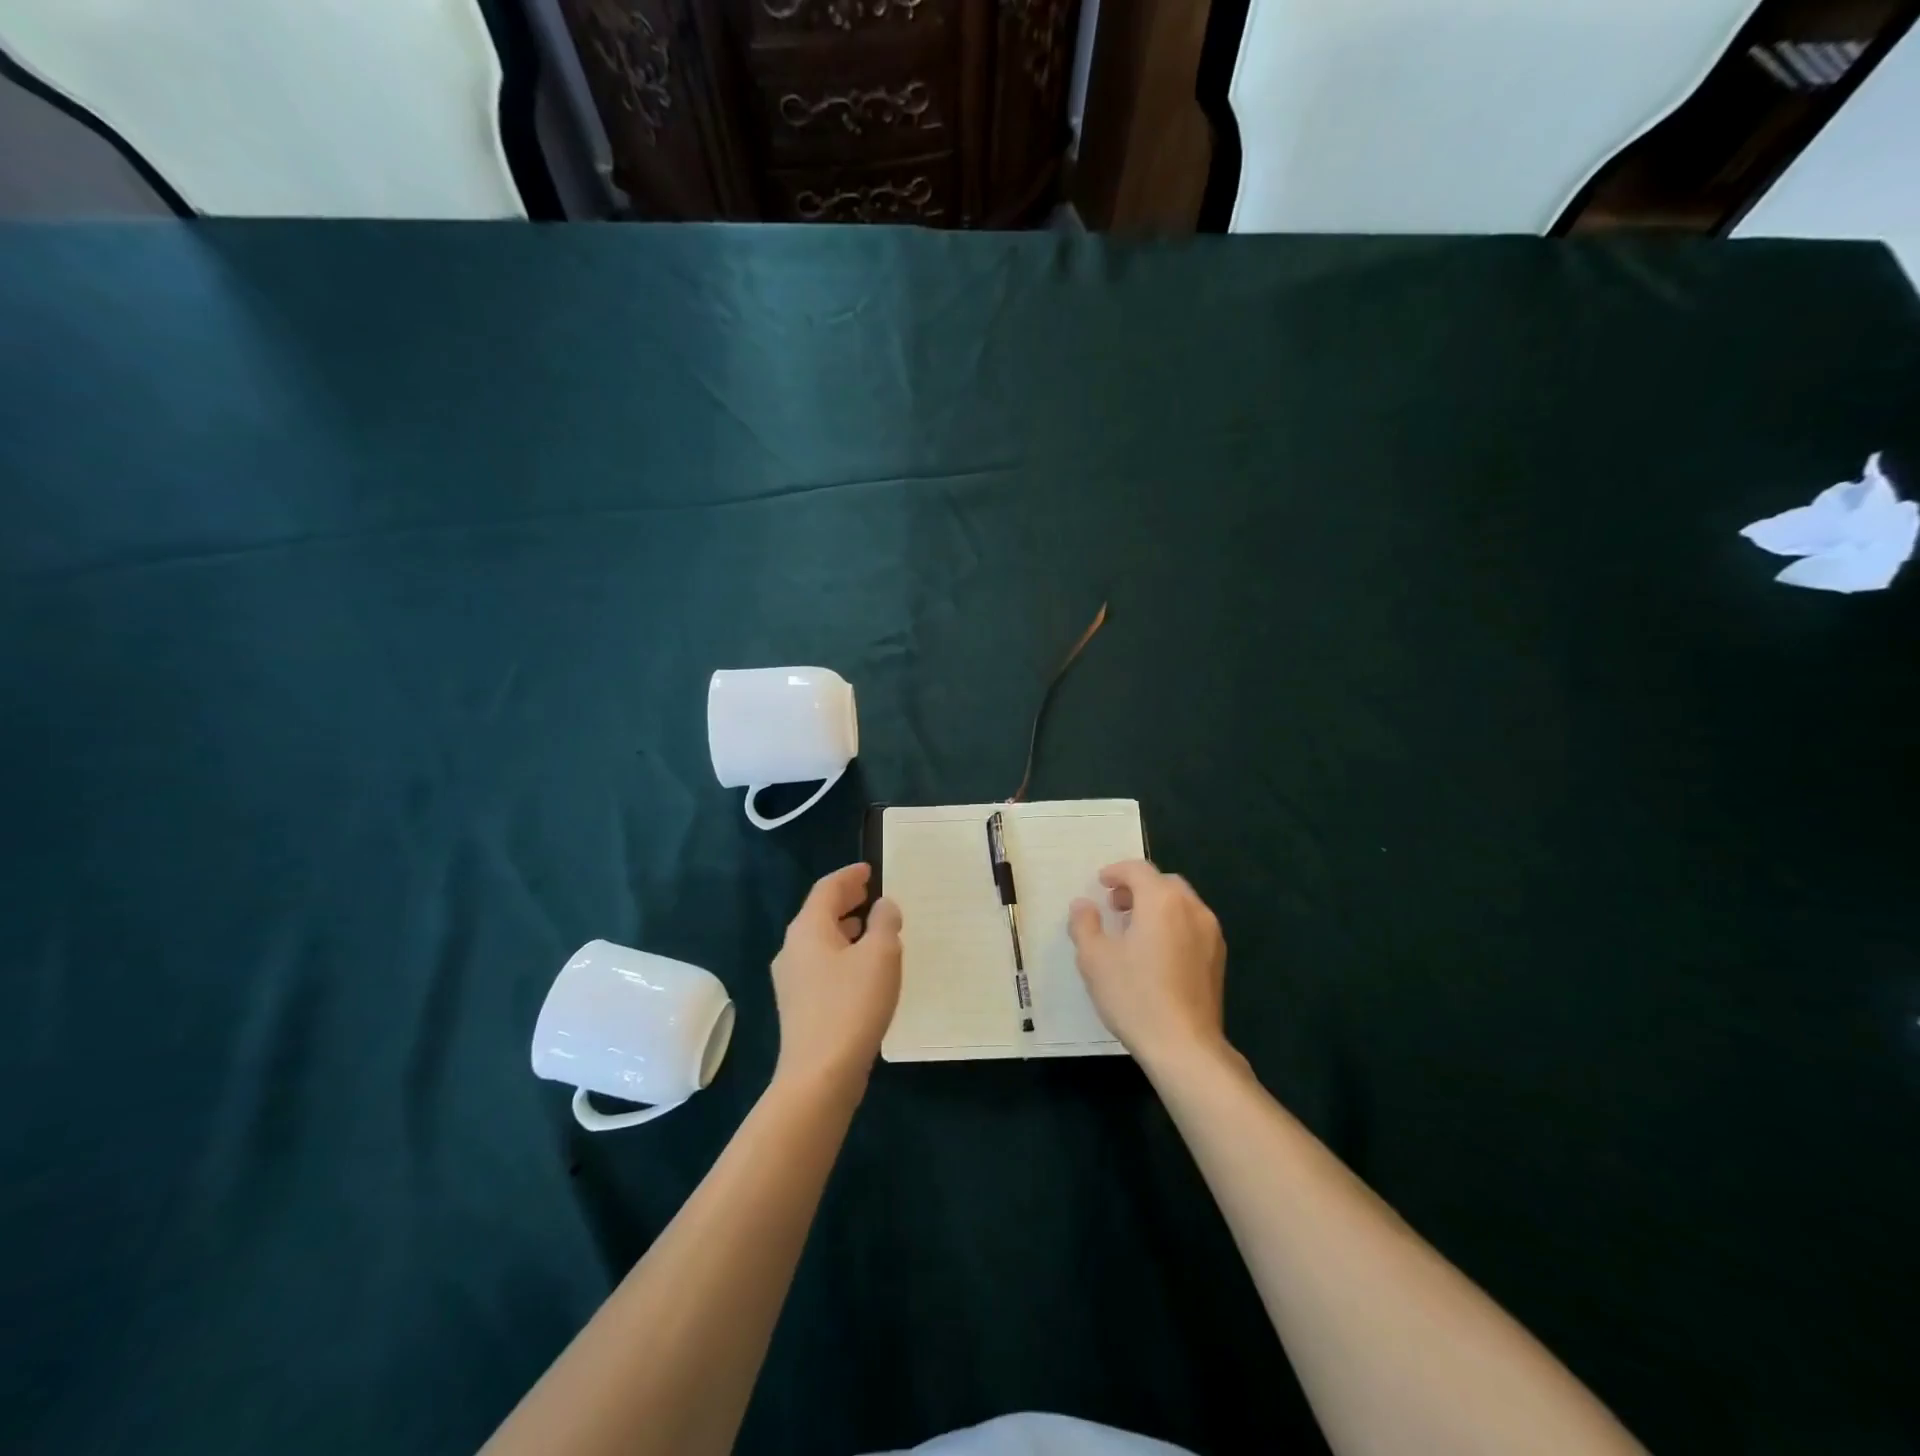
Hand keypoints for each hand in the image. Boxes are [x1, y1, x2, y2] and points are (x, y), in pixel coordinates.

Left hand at [770, 863, 902, 1092]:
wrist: (820, 1074)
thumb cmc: (851, 1005)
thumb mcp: (880, 955)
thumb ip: (884, 922)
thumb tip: (883, 905)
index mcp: (808, 929)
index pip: (827, 889)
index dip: (849, 875)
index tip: (869, 869)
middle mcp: (793, 949)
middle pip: (819, 913)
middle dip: (846, 900)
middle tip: (871, 892)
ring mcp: (792, 980)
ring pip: (820, 940)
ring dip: (845, 928)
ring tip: (872, 926)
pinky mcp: (800, 1005)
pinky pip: (822, 963)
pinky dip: (842, 952)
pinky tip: (863, 967)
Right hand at [1069, 860, 1229, 1072]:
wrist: (1184, 1046)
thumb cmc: (1135, 996)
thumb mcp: (1094, 959)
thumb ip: (1085, 924)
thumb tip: (1083, 905)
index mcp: (1162, 901)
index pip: (1138, 870)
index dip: (1116, 871)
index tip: (1101, 883)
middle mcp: (1192, 908)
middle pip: (1164, 883)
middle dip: (1138, 888)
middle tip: (1115, 906)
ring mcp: (1210, 934)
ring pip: (1181, 904)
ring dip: (1157, 906)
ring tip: (1134, 929)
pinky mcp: (1218, 958)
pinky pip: (1193, 926)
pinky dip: (1173, 924)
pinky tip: (1156, 953)